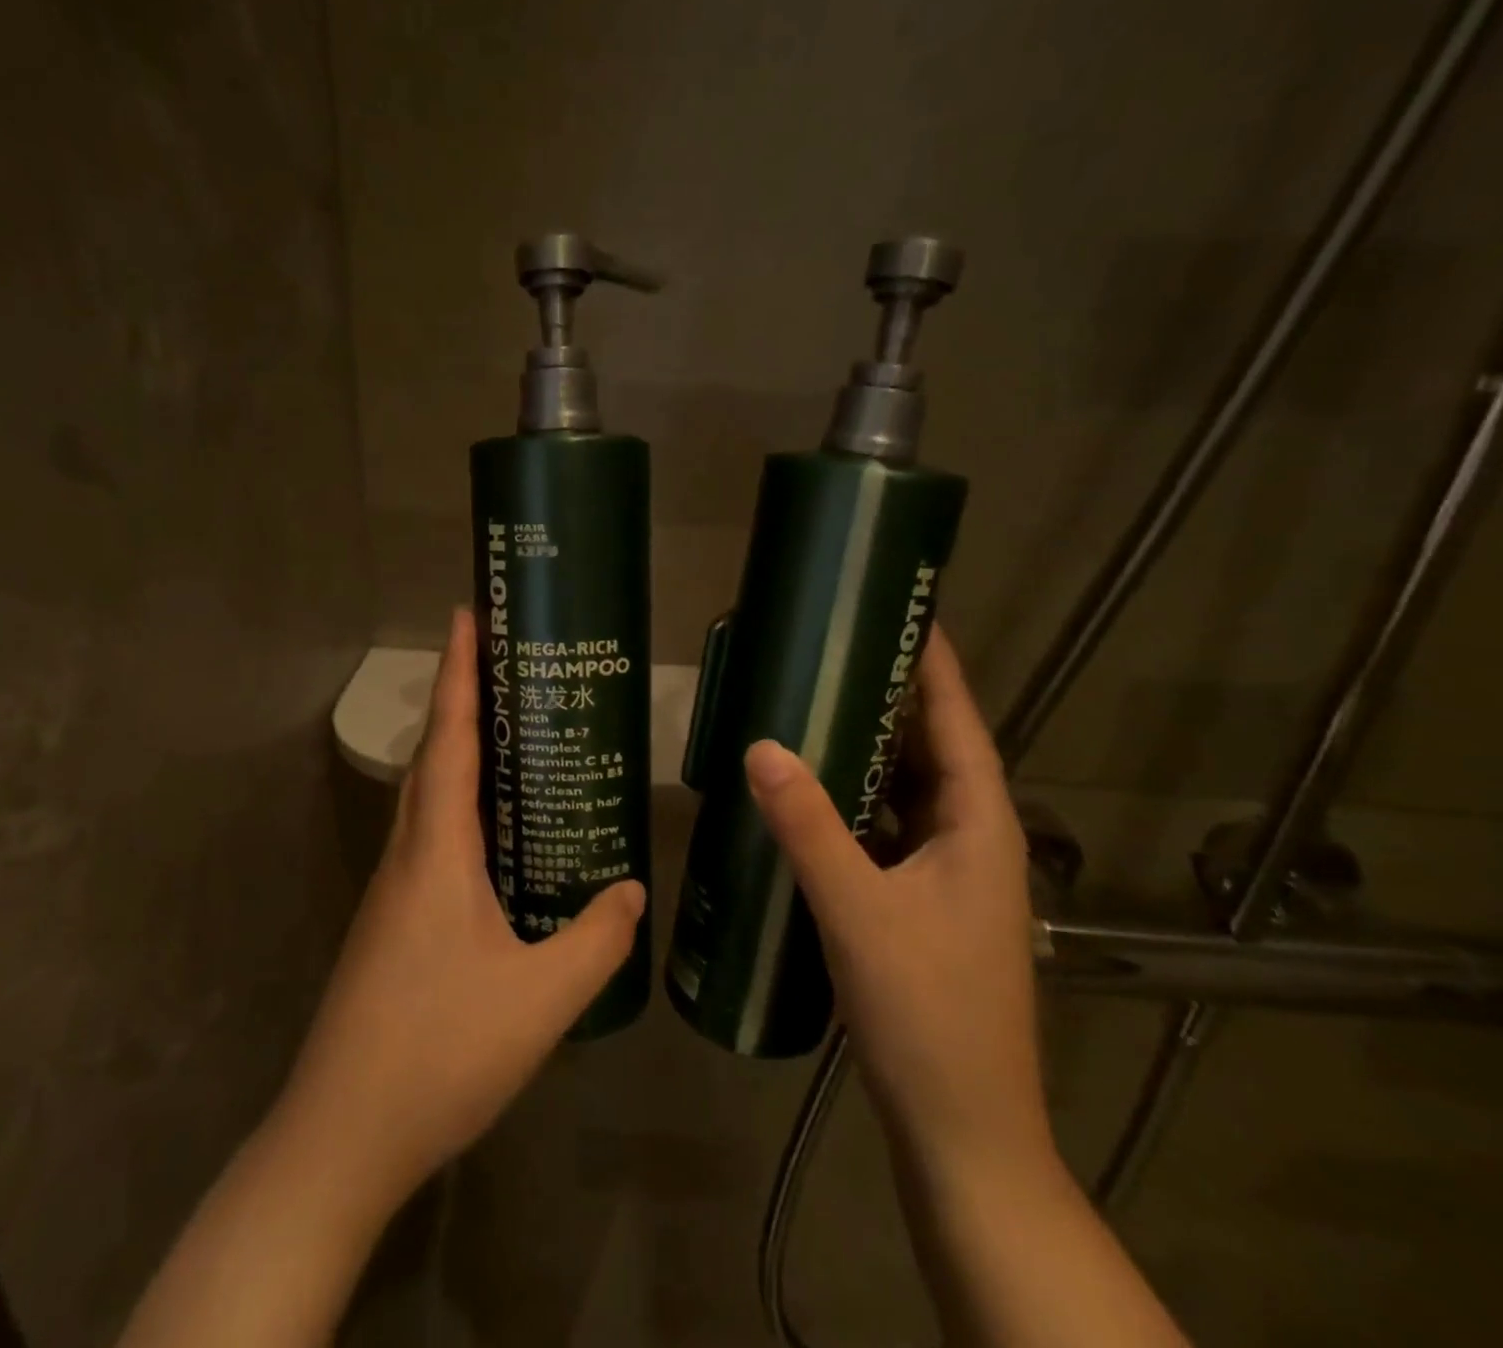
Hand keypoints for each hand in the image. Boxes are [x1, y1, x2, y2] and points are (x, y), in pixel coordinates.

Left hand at [276, 607, 645, 1211]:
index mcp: (436, 851)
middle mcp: (407, 854)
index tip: (466, 615)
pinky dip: (460, 809)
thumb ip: (596, 940)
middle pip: (433, 756)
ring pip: (427, 798)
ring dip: (458, 753)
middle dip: (461, 699)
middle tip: (503, 664)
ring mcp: (393, 889)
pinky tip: (495, 836)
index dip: (460, 673)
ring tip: (508, 735)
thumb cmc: (440, 1051)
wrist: (342, 1134)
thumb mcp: (540, 999)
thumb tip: (633, 890)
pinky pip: (430, 838)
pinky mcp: (392, 921)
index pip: (451, 739)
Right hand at [743, 628, 1049, 1174]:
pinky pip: (887, 828)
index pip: (958, 721)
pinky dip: (855, 800)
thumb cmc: (925, 1012)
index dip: (936, 663)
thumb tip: (760, 744)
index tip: (905, 609)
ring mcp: (948, 874)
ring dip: (869, 750)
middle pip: (931, 749)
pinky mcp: (922, 902)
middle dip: (889, 697)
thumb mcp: (857, 909)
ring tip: (814, 703)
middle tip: (833, 648)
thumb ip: (807, 825)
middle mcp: (970, 838)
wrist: (960, 1128)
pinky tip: (811, 791)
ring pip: (906, 790)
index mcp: (977, 825)